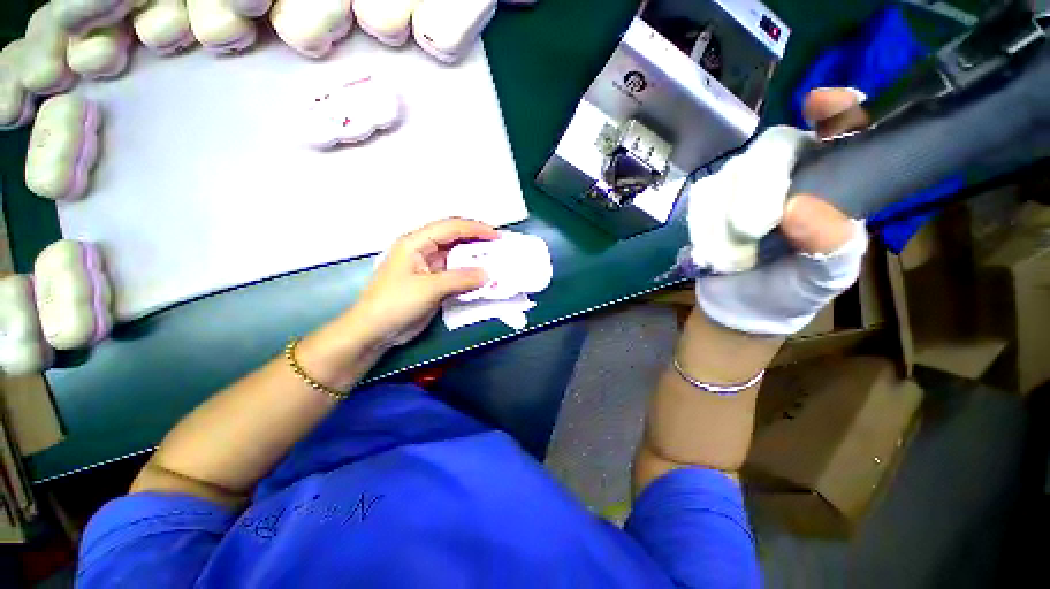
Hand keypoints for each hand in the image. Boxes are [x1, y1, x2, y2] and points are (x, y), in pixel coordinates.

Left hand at [345, 218, 498, 349]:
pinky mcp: (433, 283)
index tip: (497, 237)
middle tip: (500, 248)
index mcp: (416, 243)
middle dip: (478, 242)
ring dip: (475, 260)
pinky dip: (470, 275)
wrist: (374, 331)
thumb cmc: (394, 303)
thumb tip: (487, 274)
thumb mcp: (429, 289)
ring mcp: (429, 267)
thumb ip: (460, 279)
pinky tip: (482, 279)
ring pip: (457, 257)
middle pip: (455, 239)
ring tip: (496, 262)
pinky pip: (456, 274)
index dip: (475, 229)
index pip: (450, 227)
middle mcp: (423, 250)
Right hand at [689, 89, 870, 335]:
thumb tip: (796, 209)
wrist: (739, 305)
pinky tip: (717, 246)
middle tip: (753, 228)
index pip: (840, 131)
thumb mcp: (825, 277)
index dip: (833, 111)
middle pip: (772, 148)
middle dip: (759, 184)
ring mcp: (745, 186)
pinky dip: (706, 224)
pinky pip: (702, 198)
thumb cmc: (792, 289)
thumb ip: (829, 246)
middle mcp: (789, 175)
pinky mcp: (712, 202)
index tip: (816, 103)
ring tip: (738, 250)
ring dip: (728, 214)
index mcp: (833, 183)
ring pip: (731, 173)